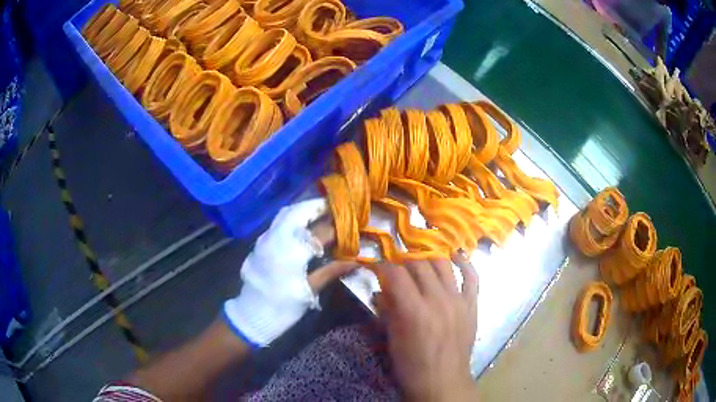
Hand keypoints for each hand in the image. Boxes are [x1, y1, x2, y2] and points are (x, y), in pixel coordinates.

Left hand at [223, 198, 356, 346]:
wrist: (252, 315)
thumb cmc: (283, 306)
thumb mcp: (309, 291)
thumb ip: (331, 271)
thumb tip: (355, 260)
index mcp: (290, 251)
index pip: (319, 231)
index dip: (337, 227)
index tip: (352, 224)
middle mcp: (275, 238)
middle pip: (298, 211)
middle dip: (318, 207)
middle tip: (335, 208)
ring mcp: (264, 239)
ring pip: (285, 214)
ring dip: (304, 210)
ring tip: (320, 214)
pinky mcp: (259, 245)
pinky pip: (277, 223)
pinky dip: (292, 219)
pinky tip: (301, 228)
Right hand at [375, 255, 478, 400]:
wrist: (442, 381)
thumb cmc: (411, 365)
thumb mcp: (392, 339)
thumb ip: (387, 310)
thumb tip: (380, 290)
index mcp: (414, 310)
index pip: (395, 274)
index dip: (381, 266)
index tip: (374, 266)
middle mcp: (438, 299)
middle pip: (419, 264)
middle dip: (402, 259)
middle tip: (394, 263)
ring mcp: (458, 300)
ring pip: (443, 264)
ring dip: (428, 257)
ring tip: (418, 258)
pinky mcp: (471, 305)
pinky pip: (472, 277)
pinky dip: (464, 263)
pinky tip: (454, 256)